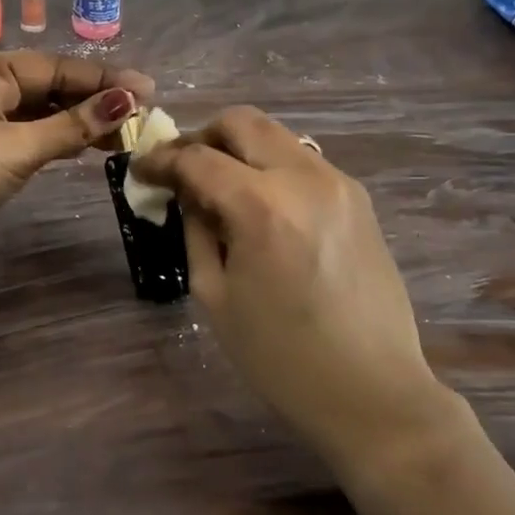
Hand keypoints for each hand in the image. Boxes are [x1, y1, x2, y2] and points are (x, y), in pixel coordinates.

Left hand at [0, 52, 153, 272]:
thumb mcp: (17, 146)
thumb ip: (72, 125)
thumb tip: (127, 101)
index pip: (56, 67)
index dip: (102, 79)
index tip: (147, 90)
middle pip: (52, 88)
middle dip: (95, 100)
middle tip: (142, 116)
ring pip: (45, 115)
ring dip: (82, 123)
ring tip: (126, 134)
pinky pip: (35, 139)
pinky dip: (62, 141)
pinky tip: (92, 147)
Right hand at [133, 106, 445, 472]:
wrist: (373, 392)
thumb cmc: (280, 357)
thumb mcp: (215, 295)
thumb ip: (196, 231)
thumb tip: (187, 195)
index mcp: (261, 206)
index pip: (197, 158)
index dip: (160, 160)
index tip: (141, 171)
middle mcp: (303, 178)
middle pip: (241, 122)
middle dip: (202, 137)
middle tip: (182, 169)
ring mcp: (338, 183)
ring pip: (276, 135)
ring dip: (239, 149)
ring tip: (220, 188)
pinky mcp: (358, 198)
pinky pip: (302, 161)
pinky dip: (271, 167)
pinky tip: (261, 206)